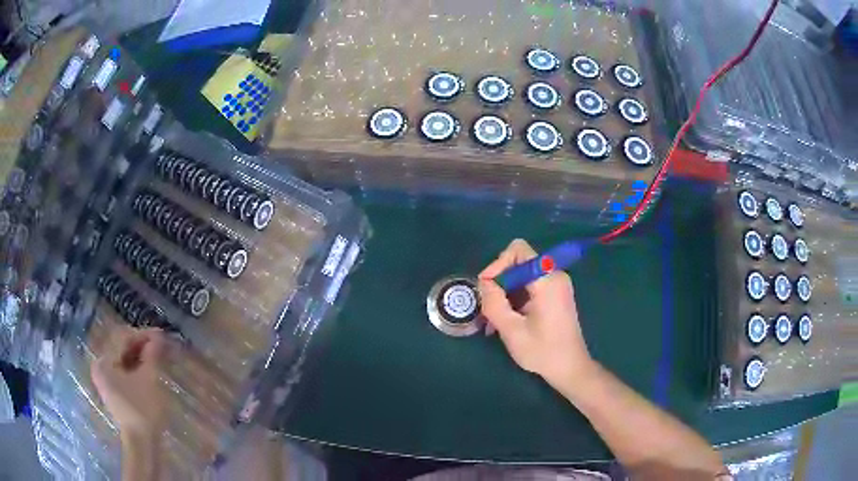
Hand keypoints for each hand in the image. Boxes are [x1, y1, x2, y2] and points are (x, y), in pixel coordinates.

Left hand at [91, 328, 169, 437]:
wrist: (142, 442)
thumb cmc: (143, 410)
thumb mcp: (149, 379)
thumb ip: (151, 354)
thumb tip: (158, 336)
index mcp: (104, 361)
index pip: (123, 339)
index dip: (143, 334)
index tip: (162, 335)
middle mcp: (100, 366)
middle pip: (121, 347)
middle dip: (140, 344)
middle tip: (160, 345)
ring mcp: (104, 378)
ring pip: (122, 358)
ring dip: (138, 355)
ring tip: (156, 355)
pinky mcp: (111, 388)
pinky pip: (122, 369)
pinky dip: (134, 366)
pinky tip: (147, 367)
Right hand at [478, 239, 593, 386]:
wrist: (570, 368)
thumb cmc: (543, 351)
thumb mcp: (512, 330)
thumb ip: (494, 303)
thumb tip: (484, 283)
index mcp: (547, 280)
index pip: (518, 250)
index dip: (498, 264)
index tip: (487, 288)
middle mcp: (555, 275)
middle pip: (519, 262)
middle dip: (499, 282)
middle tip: (488, 307)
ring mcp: (557, 285)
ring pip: (522, 275)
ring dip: (505, 292)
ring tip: (493, 319)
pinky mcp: (555, 294)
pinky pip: (530, 285)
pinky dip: (516, 297)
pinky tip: (507, 319)